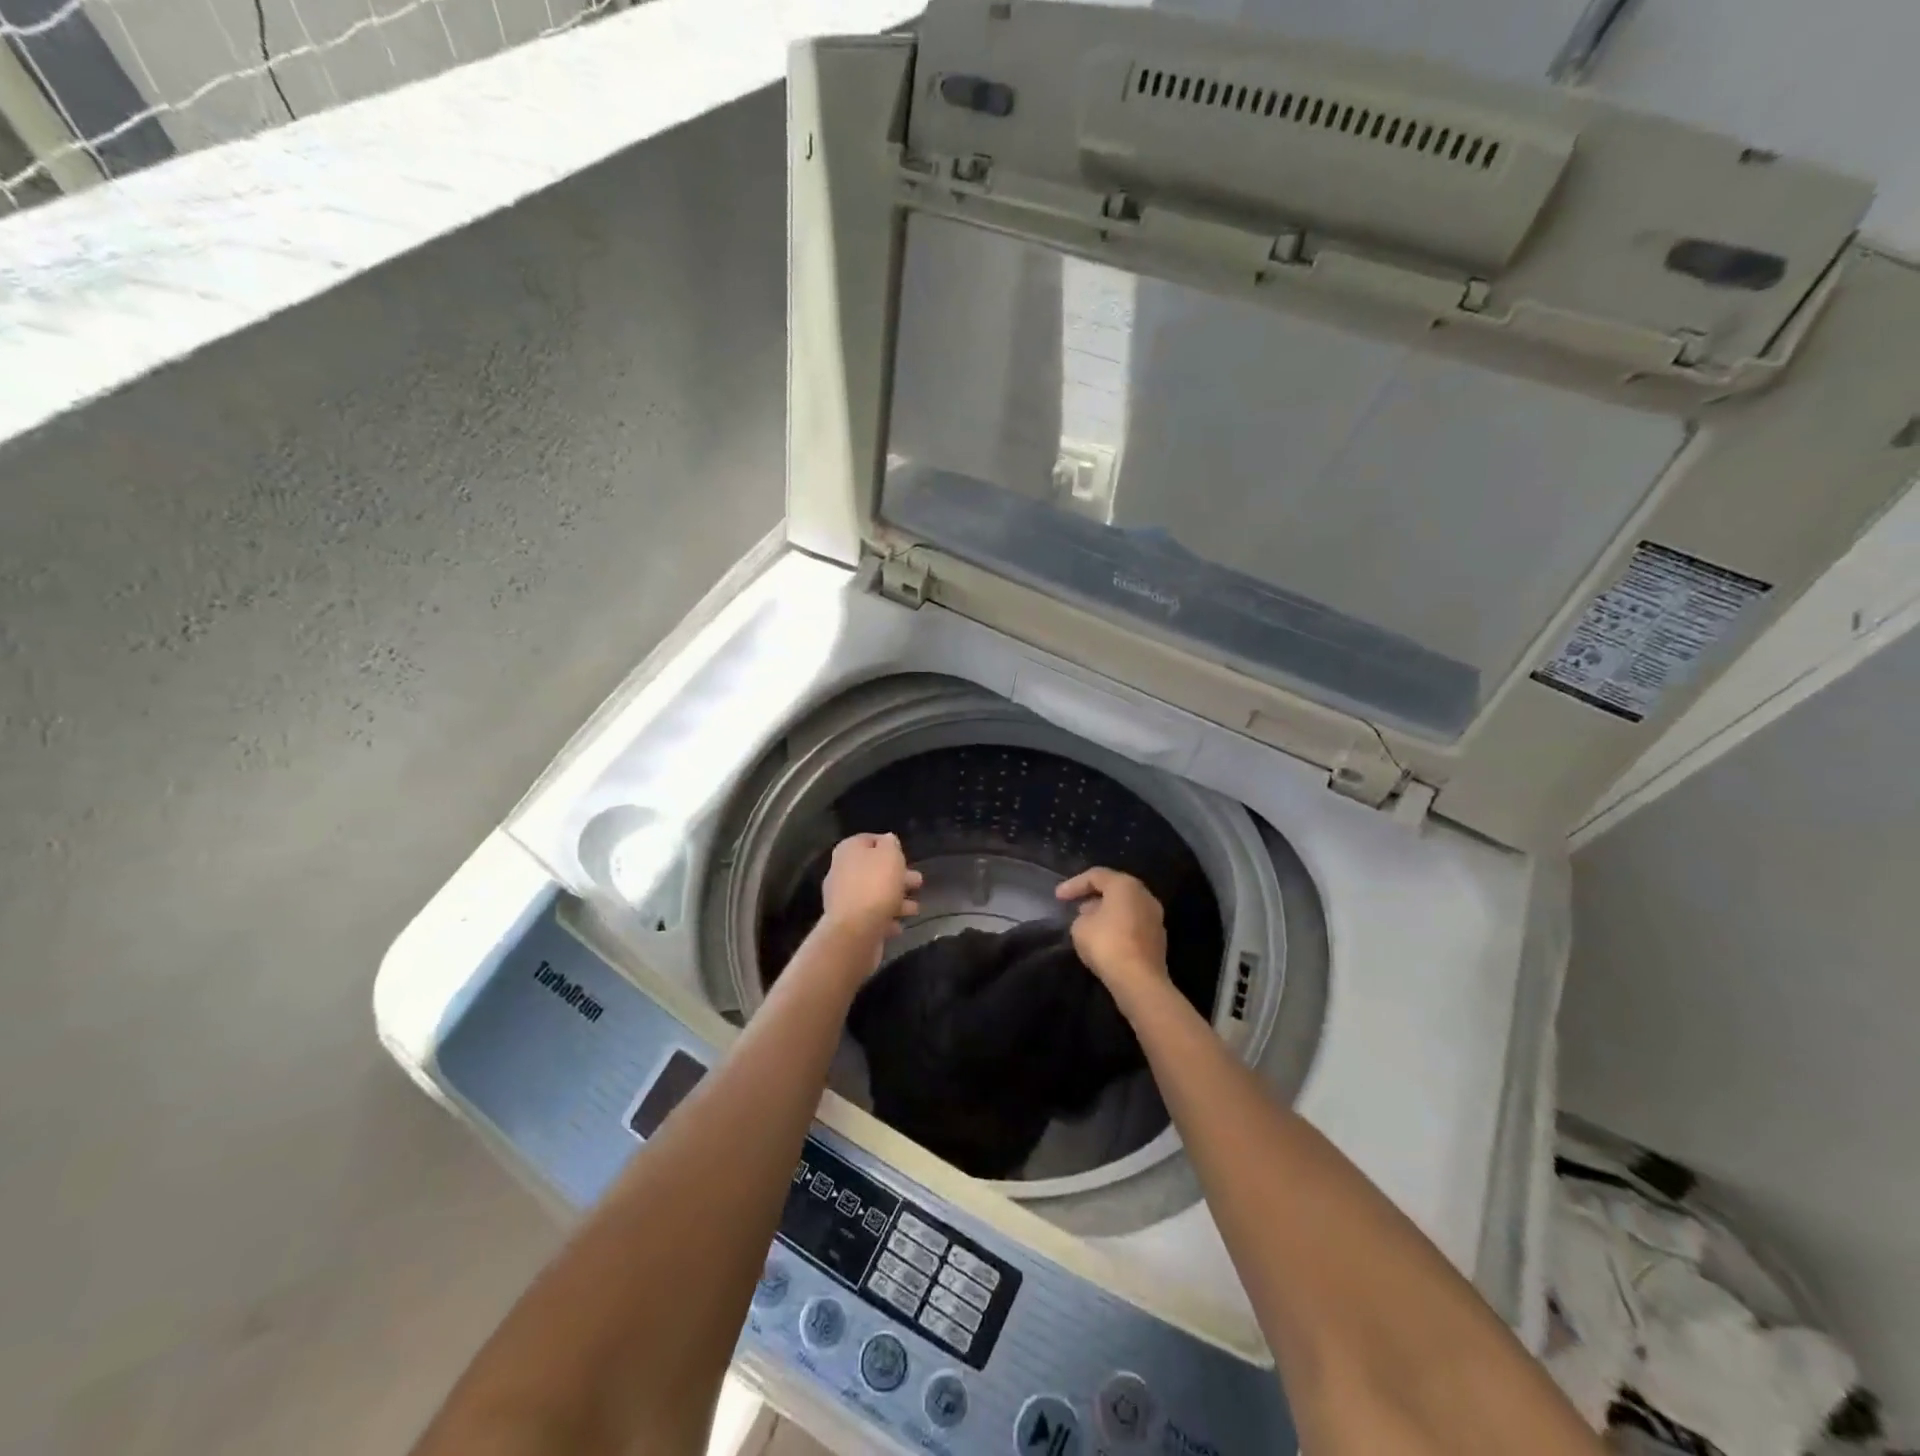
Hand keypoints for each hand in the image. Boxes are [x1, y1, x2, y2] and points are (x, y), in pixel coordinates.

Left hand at [821, 833, 922, 941]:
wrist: (855, 930)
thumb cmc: (876, 886)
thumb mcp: (890, 855)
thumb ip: (891, 844)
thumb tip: (888, 840)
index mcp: (849, 850)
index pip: (869, 840)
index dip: (888, 845)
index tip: (905, 855)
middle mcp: (841, 871)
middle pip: (873, 869)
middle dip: (897, 876)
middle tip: (918, 882)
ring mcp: (842, 898)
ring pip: (874, 894)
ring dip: (896, 899)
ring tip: (915, 909)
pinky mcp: (847, 922)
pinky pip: (870, 915)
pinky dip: (885, 918)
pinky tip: (899, 924)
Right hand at [1056, 868, 1168, 1002]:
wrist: (1140, 981)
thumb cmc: (1107, 944)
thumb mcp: (1080, 927)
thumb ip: (1082, 916)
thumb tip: (1092, 917)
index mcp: (1125, 885)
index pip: (1096, 876)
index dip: (1074, 884)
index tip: (1057, 897)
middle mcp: (1144, 896)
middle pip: (1115, 889)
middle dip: (1093, 896)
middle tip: (1076, 906)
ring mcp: (1155, 918)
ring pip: (1126, 907)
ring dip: (1106, 912)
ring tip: (1088, 922)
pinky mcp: (1158, 939)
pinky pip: (1133, 925)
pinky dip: (1118, 927)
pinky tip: (1105, 938)